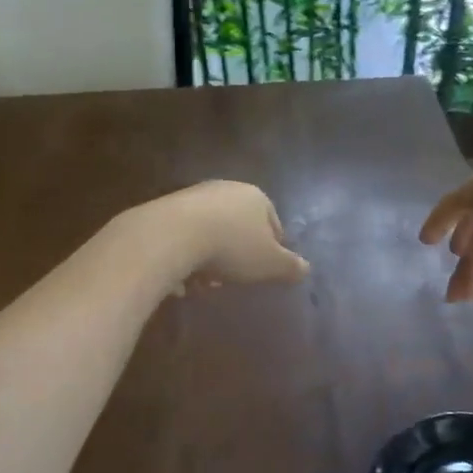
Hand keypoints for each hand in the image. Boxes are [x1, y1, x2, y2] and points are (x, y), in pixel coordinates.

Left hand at [138, 180, 310, 293]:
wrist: (171, 235)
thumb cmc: (231, 247)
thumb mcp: (270, 264)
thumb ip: (290, 267)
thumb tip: (306, 269)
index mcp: (256, 197)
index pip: (273, 222)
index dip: (272, 248)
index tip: (265, 270)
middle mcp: (226, 189)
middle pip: (239, 227)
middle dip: (237, 255)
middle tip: (232, 279)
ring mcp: (194, 196)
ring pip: (210, 232)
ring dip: (209, 258)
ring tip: (202, 282)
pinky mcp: (166, 208)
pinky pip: (184, 236)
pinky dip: (186, 255)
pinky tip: (180, 276)